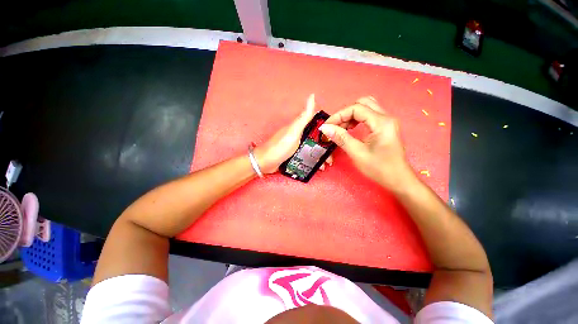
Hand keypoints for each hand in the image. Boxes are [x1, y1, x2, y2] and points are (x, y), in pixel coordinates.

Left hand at [255, 94, 332, 173]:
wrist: (266, 162)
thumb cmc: (280, 146)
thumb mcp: (293, 131)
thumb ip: (304, 117)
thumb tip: (312, 96)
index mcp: (300, 127)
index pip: (317, 126)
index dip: (327, 131)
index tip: (335, 139)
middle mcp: (300, 135)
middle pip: (316, 139)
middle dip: (325, 148)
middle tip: (330, 158)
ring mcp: (297, 146)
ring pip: (313, 148)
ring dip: (320, 156)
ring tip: (325, 165)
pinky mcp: (295, 155)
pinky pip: (307, 156)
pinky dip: (313, 160)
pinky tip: (317, 166)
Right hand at [319, 96, 414, 190]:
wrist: (398, 179)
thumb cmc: (379, 168)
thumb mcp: (357, 153)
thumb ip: (341, 138)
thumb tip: (325, 128)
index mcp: (381, 122)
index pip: (356, 108)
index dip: (338, 115)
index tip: (327, 126)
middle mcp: (386, 117)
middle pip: (362, 103)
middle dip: (345, 113)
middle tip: (335, 126)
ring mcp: (387, 121)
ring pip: (366, 107)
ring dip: (350, 115)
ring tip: (341, 129)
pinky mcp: (385, 127)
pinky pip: (368, 115)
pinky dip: (356, 119)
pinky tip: (350, 129)